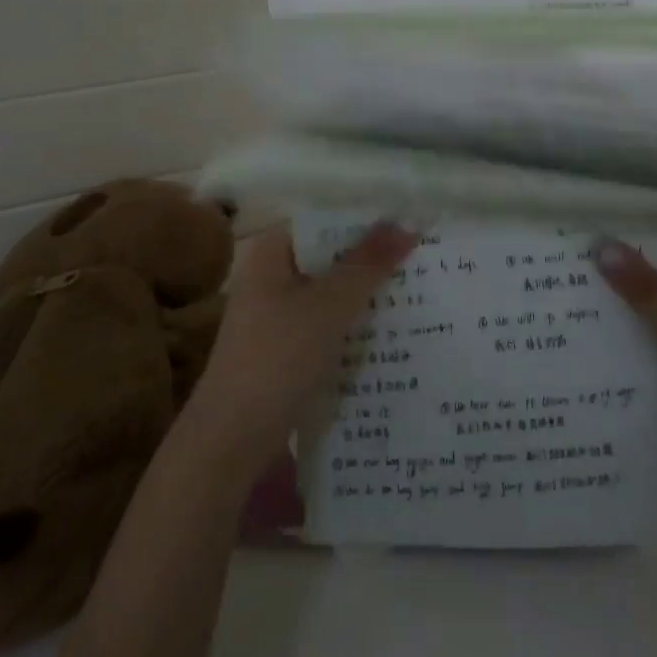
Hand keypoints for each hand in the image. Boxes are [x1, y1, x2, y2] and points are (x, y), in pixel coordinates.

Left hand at [187, 222, 419, 467]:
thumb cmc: (278, 358)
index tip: (409, 217)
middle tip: (425, 251)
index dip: (365, 216)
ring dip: (369, 292)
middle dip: (374, 256)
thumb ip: (369, 263)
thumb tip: (408, 222)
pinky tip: (394, 328)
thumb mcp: (329, 305)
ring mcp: (279, 315)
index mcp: (272, 253)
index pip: (324, 219)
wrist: (232, 440)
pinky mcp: (289, 348)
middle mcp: (273, 277)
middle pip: (331, 256)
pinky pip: (331, 323)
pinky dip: (357, 323)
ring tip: (421, 285)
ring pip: (334, 292)